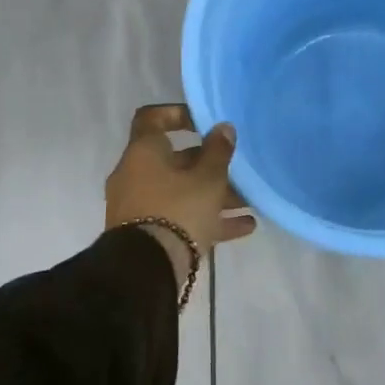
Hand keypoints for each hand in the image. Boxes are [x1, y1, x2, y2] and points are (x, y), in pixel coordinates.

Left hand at [106, 105, 255, 272]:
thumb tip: (223, 128)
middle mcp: (136, 175)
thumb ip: (218, 151)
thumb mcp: (208, 178)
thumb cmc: (178, 210)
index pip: (152, 118)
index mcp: (144, 152)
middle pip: (176, 161)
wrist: (146, 271)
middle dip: (210, 166)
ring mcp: (139, 207)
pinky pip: (180, 219)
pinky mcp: (147, 234)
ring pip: (181, 192)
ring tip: (248, 202)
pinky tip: (245, 227)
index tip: (204, 122)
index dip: (178, 114)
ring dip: (214, 196)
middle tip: (238, 170)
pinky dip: (209, 219)